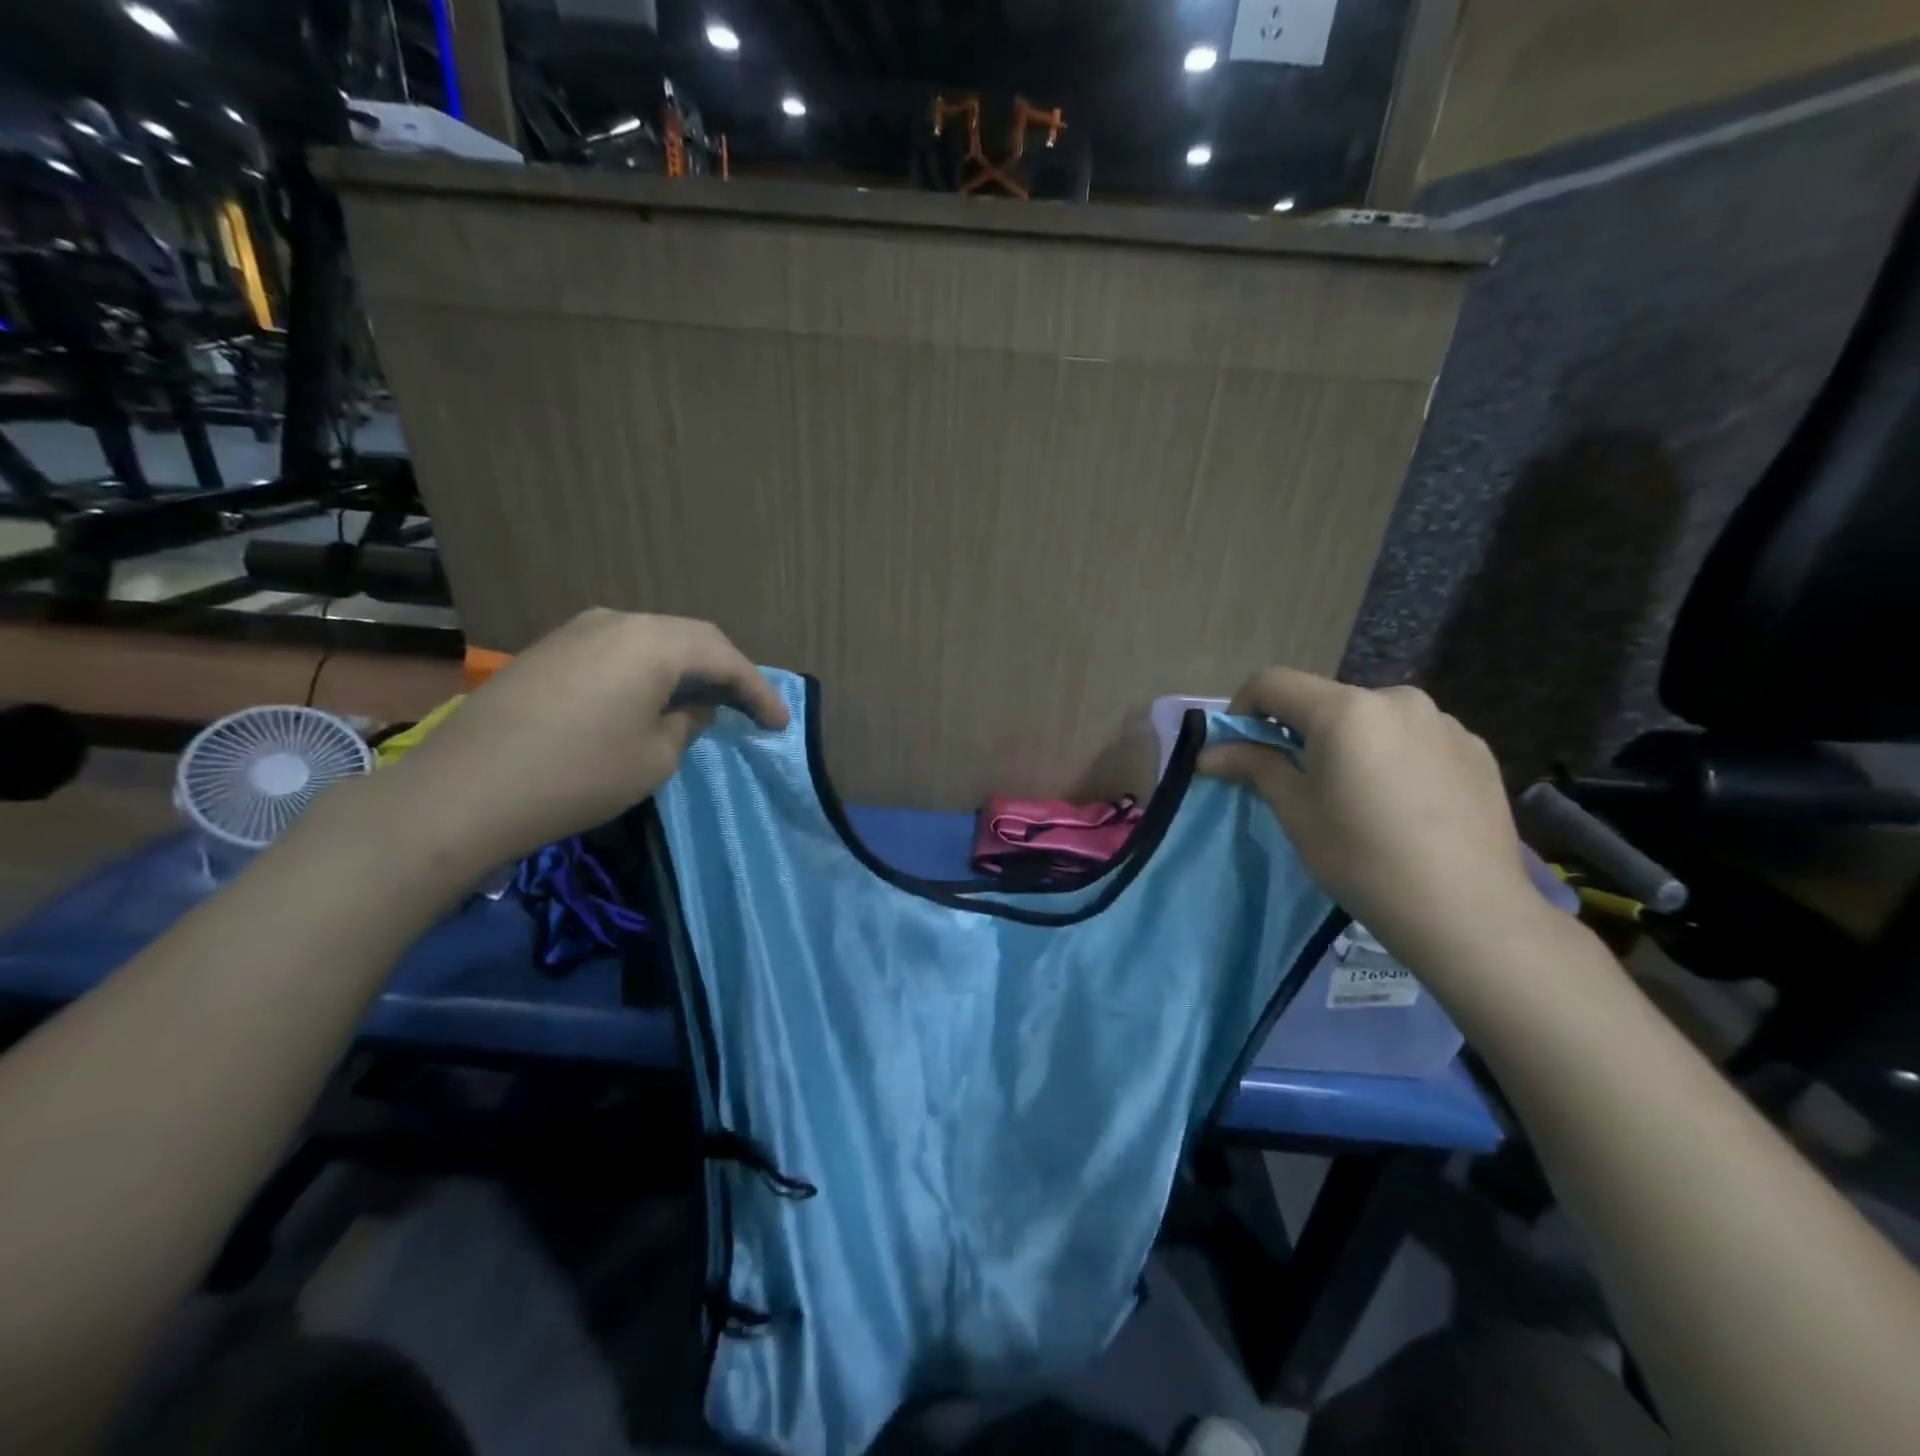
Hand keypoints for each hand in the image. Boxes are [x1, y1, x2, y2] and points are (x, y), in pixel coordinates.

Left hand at [383, 609, 786, 873]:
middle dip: (726, 672)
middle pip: (691, 639)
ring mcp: (577, 630)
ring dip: (686, 669)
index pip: (725, 658)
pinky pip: (619, 650)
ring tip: (705, 702)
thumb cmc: (578, 775)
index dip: (759, 691)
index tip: (781, 723)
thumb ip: (688, 722)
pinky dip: (649, 671)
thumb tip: (694, 707)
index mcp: (654, 642)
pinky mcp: (549, 650)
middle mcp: (618, 621)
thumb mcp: (655, 757)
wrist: (464, 791)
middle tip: (749, 707)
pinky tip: (652, 697)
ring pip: (653, 641)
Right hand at [1201, 668, 1542, 965]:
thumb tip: (1208, 753)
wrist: (1466, 910)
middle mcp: (1396, 699)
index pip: (1273, 683)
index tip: (1241, 750)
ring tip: (1358, 796)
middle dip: (1301, 731)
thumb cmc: (1362, 858)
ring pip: (1373, 719)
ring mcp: (1443, 721)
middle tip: (1300, 782)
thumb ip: (1255, 767)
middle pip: (1326, 700)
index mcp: (1344, 710)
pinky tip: (1404, 804)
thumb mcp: (1296, 812)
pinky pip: (1415, 738)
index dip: (1243, 709)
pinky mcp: (1475, 748)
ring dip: (1351, 742)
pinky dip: (1394, 756)